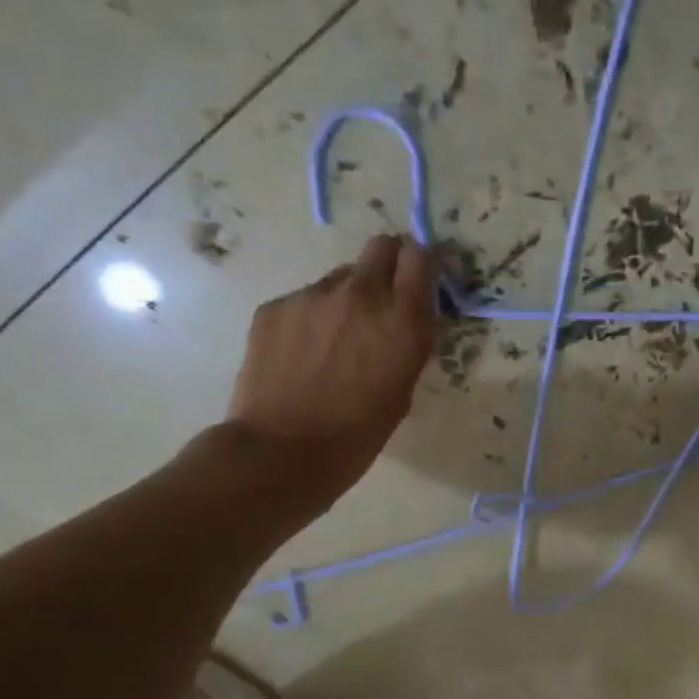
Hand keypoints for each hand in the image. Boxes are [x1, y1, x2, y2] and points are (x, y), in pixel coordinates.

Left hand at [226, 234, 437, 492]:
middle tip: (385, 298)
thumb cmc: (357, 436)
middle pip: (381, 247)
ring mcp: (312, 296)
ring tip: (336, 341)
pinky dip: (312, 318)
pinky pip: (304, 300)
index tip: (422, 279)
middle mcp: (360, 295)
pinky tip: (304, 355)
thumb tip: (399, 323)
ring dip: (348, 297)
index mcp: (402, 320)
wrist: (283, 451)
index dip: (424, 263)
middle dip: (389, 264)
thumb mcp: (402, 391)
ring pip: (340, 277)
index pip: (421, 256)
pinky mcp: (275, 306)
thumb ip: (406, 345)